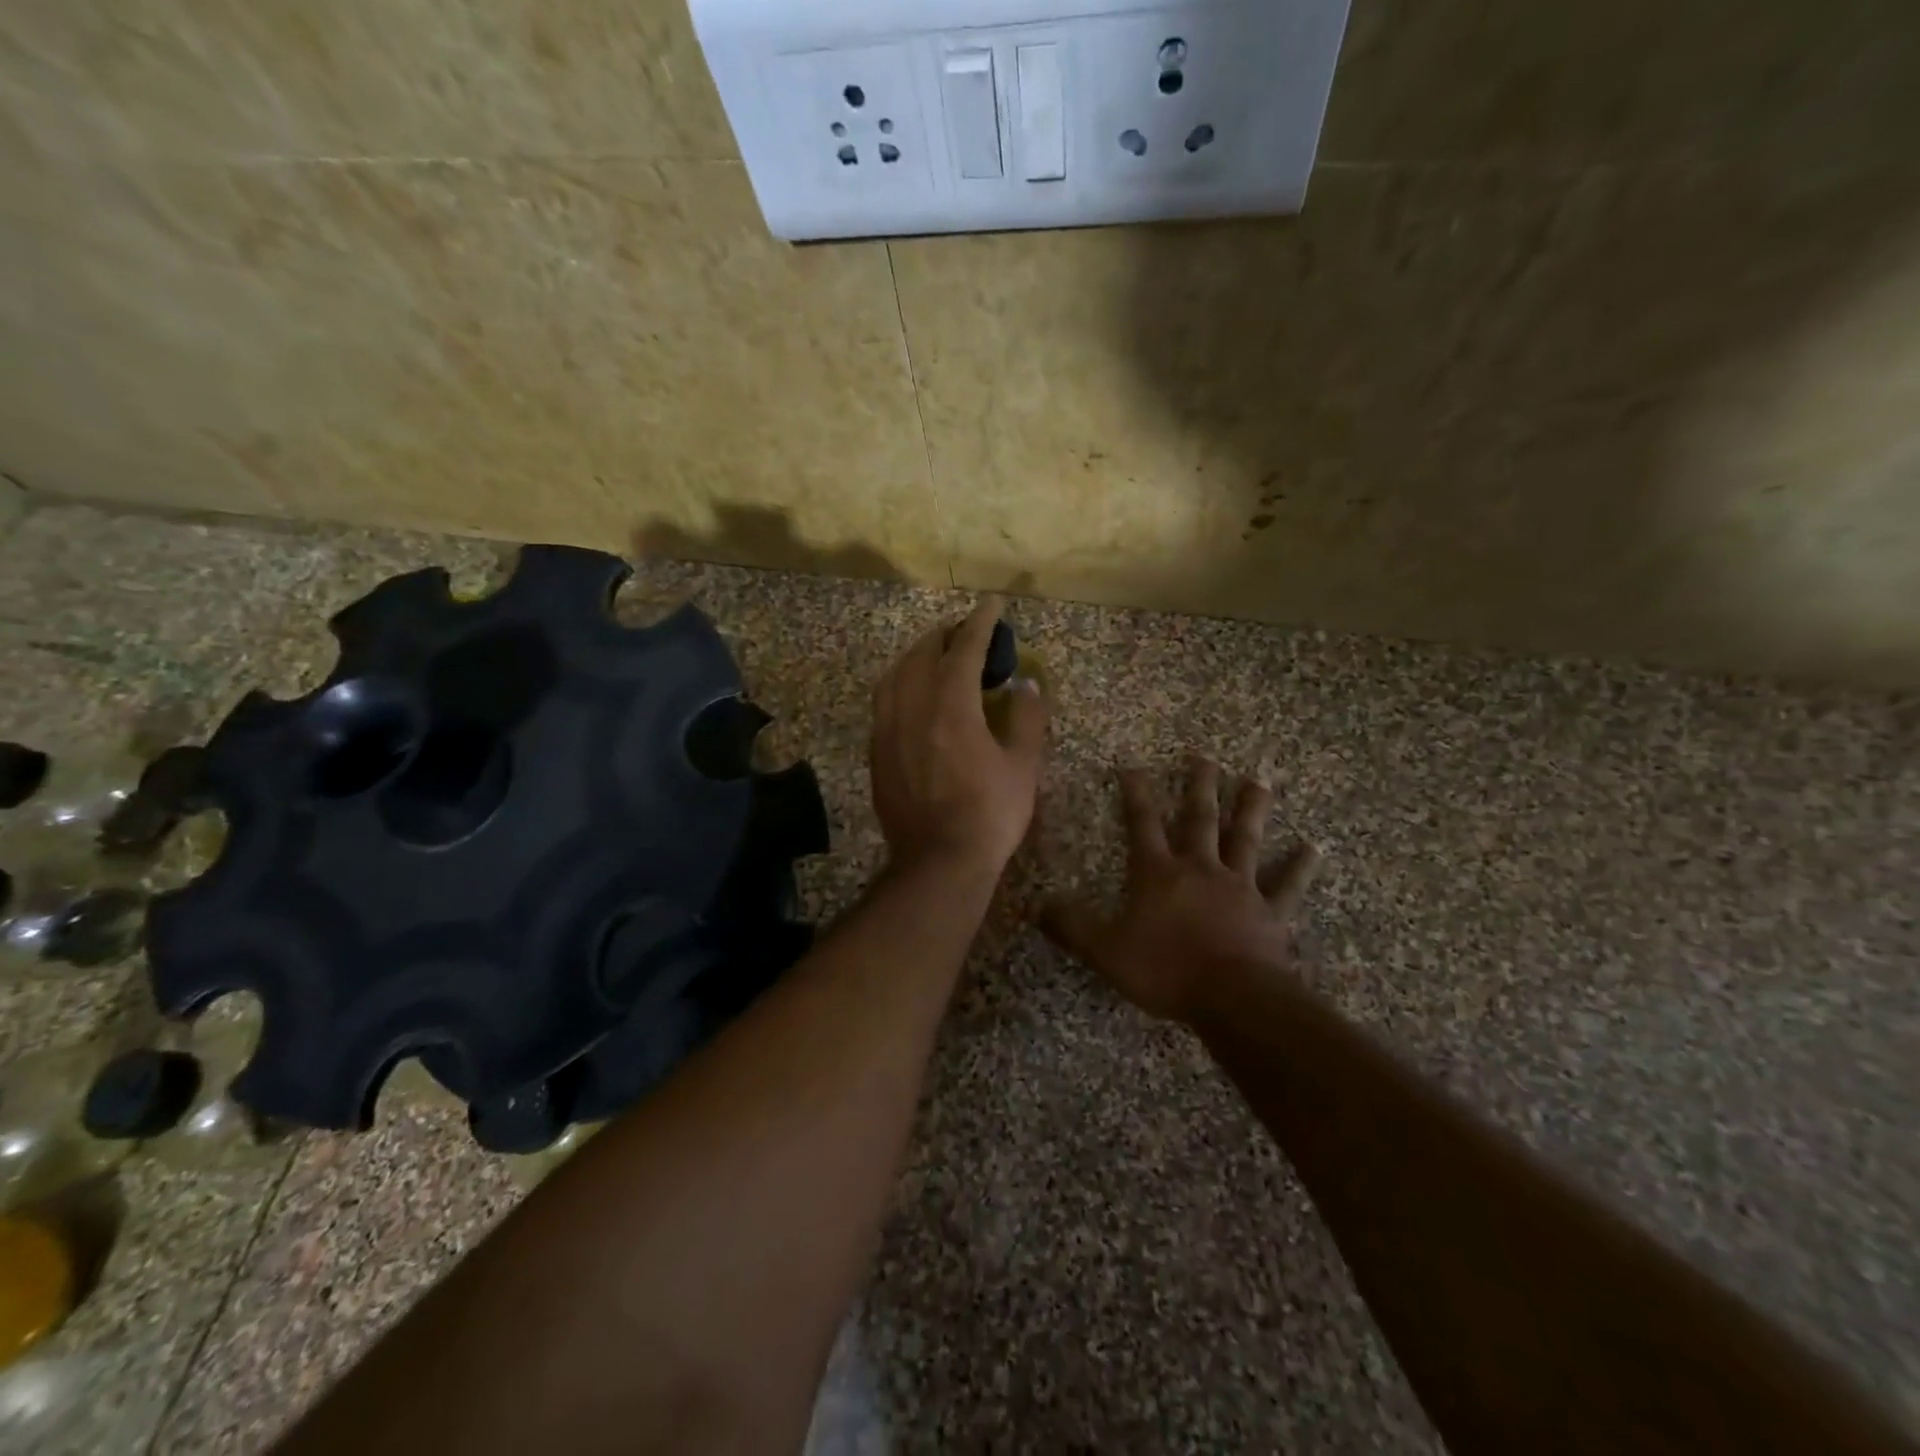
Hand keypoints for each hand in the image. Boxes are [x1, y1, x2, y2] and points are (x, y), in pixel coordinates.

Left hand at [870, 597, 1048, 875]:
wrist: (938, 863)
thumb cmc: (990, 815)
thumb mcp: (1024, 767)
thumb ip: (1026, 719)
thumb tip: (1027, 686)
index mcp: (951, 706)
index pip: (964, 649)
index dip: (980, 623)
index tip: (992, 604)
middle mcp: (912, 709)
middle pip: (921, 655)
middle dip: (944, 636)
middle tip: (965, 634)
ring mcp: (887, 731)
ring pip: (894, 676)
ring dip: (916, 657)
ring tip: (935, 658)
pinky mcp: (876, 754)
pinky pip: (883, 703)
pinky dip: (900, 685)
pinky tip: (912, 697)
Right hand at [1041, 757, 1319, 1023]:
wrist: (1232, 998)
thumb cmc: (1165, 970)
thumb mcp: (1105, 950)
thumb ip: (1071, 926)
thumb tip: (1035, 906)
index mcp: (1159, 873)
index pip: (1142, 824)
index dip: (1135, 793)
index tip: (1132, 765)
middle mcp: (1200, 869)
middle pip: (1200, 819)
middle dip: (1199, 786)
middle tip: (1203, 756)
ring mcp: (1240, 887)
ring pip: (1246, 839)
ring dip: (1251, 809)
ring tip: (1258, 781)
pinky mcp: (1270, 912)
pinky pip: (1287, 885)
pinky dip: (1300, 866)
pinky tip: (1314, 848)